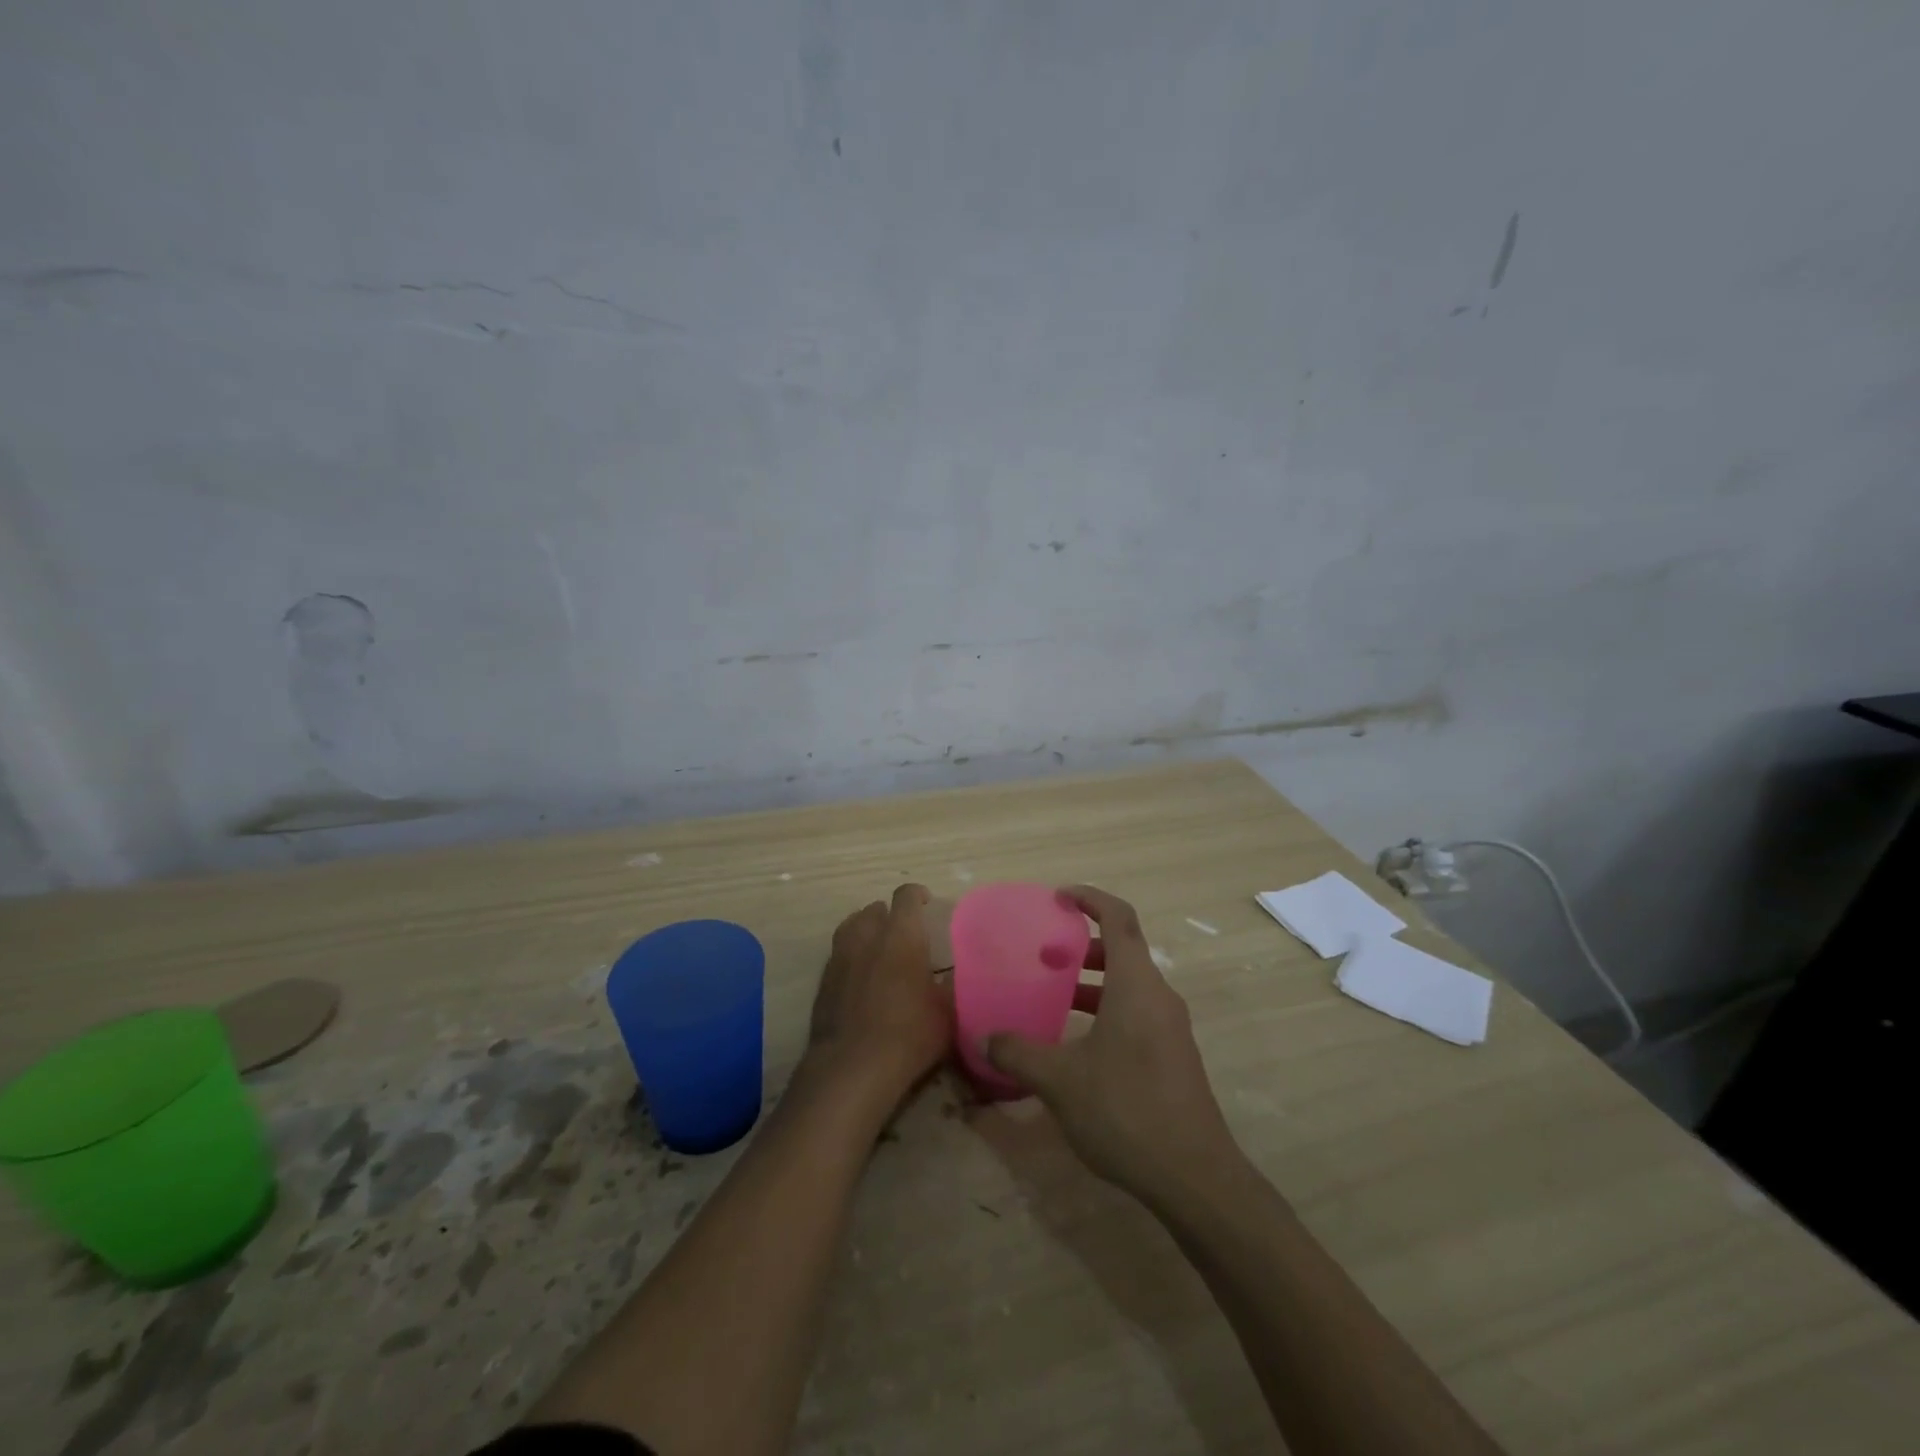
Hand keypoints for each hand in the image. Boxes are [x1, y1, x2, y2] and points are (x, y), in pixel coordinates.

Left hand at [806, 883, 952, 1108]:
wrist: (853, 1067)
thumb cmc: (909, 1034)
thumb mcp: (947, 1013)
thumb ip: (950, 987)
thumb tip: (954, 977)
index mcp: (901, 935)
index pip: (906, 896)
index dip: (917, 895)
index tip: (927, 903)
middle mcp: (867, 937)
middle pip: (874, 909)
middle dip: (889, 915)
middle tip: (903, 933)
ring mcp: (840, 958)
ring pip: (851, 928)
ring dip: (865, 930)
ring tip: (878, 948)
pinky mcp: (823, 982)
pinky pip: (838, 955)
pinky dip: (850, 958)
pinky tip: (860, 979)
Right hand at [985, 885, 1241, 1206]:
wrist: (1195, 1178)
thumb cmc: (1127, 1111)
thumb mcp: (1061, 1081)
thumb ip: (1018, 1053)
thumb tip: (984, 1038)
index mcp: (1136, 985)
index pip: (1119, 917)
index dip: (1090, 898)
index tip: (1059, 897)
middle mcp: (1159, 996)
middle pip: (1124, 950)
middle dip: (1084, 946)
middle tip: (1046, 956)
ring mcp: (1171, 1028)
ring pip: (1129, 985)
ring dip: (1094, 982)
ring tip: (1055, 997)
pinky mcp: (1173, 1056)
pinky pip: (1137, 1012)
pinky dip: (1107, 1009)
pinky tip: (1079, 1045)